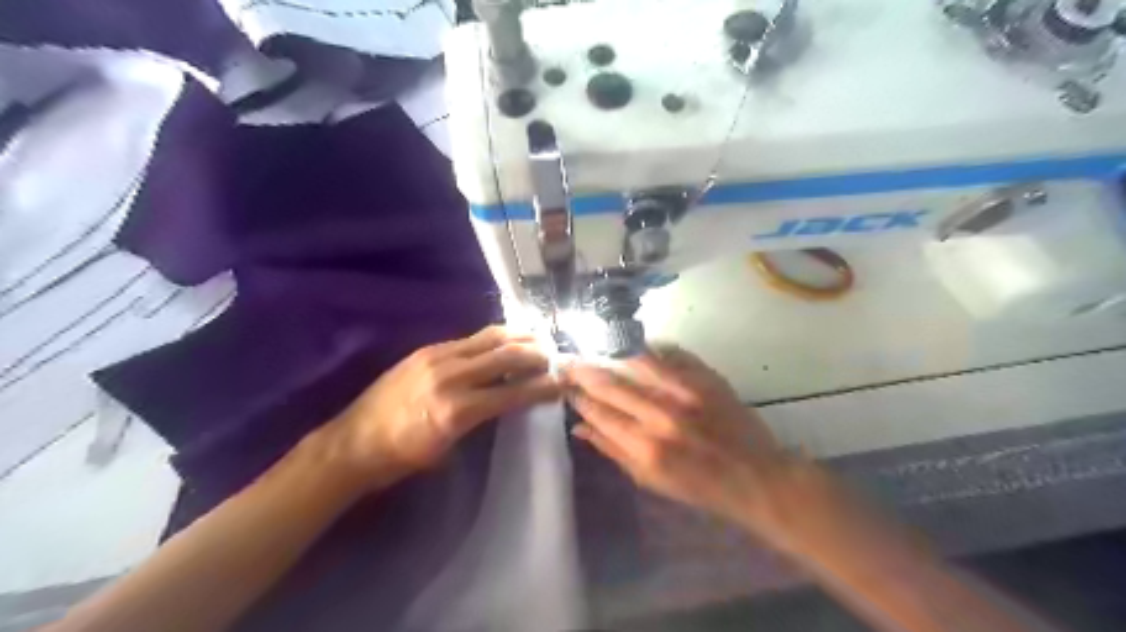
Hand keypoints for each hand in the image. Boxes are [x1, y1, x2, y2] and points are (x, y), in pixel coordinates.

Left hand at [317, 328, 558, 490]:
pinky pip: (469, 339)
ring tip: (537, 340)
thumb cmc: (401, 458)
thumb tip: (506, 401)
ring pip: (489, 338)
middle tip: (555, 358)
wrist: (353, 443)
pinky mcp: (427, 350)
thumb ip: (479, 419)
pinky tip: (505, 340)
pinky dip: (493, 338)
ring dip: (518, 338)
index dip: (541, 388)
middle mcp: (450, 377)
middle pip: (505, 356)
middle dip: (535, 355)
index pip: (512, 394)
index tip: (561, 384)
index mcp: (457, 410)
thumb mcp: (447, 448)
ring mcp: (437, 358)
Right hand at [568, 348, 785, 529]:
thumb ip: (612, 450)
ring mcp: (685, 391)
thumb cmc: (698, 485)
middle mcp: (661, 415)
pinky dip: (647, 349)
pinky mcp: (705, 377)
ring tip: (593, 345)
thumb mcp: (650, 480)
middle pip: (611, 384)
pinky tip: (633, 344)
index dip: (578, 396)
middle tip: (567, 361)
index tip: (564, 385)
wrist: (753, 474)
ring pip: (635, 361)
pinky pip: (668, 353)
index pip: (599, 412)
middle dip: (584, 371)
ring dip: (610, 352)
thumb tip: (578, 427)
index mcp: (645, 447)